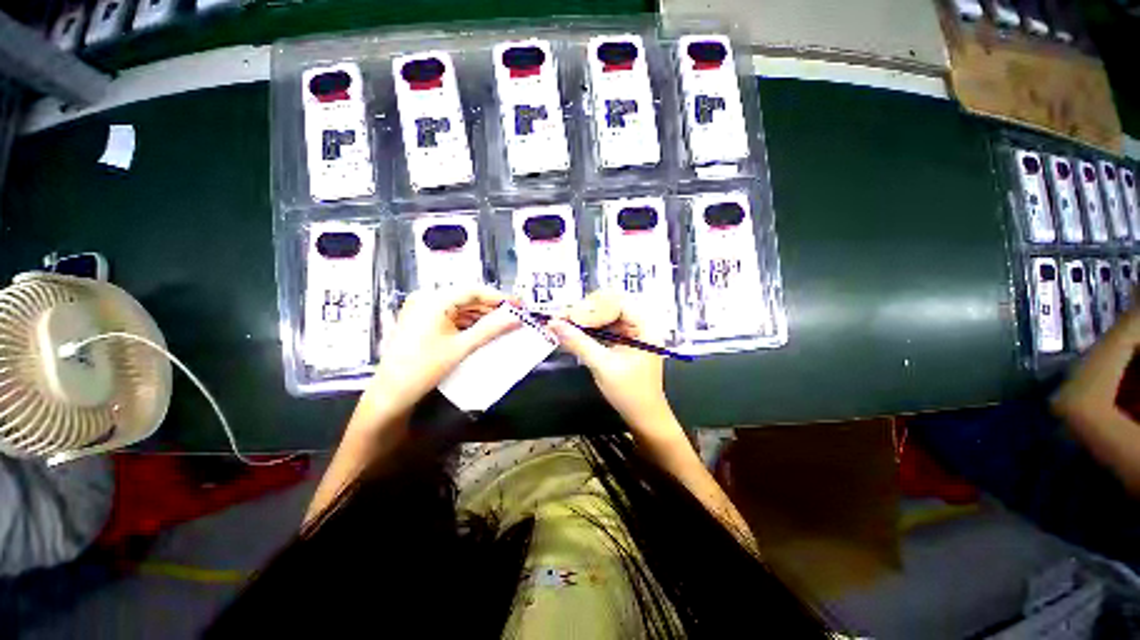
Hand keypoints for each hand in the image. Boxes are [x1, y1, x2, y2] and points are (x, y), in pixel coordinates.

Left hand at [360, 286, 520, 425]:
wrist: (391, 393)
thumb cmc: (424, 368)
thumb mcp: (462, 347)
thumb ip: (491, 329)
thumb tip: (516, 318)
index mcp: (434, 299)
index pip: (474, 291)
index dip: (500, 298)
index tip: (520, 306)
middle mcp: (427, 298)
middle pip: (468, 298)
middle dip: (492, 308)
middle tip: (515, 317)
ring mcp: (422, 308)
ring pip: (461, 307)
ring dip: (482, 316)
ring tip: (503, 325)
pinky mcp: (422, 320)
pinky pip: (451, 315)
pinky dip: (469, 322)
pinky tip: (483, 330)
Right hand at [547, 292, 676, 436]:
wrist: (643, 417)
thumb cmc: (629, 393)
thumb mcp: (602, 366)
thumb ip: (579, 342)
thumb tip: (554, 324)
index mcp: (645, 326)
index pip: (617, 304)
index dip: (592, 309)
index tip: (569, 318)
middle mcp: (640, 324)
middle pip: (610, 305)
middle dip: (585, 311)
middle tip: (562, 319)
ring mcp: (631, 332)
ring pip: (604, 315)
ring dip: (583, 319)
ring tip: (562, 323)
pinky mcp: (623, 341)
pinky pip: (603, 327)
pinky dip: (587, 329)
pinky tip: (572, 332)